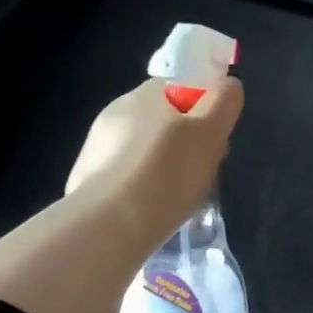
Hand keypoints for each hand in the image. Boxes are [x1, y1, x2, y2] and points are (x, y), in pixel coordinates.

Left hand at [65, 77, 243, 243]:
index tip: (216, 141)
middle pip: (165, 121)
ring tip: (178, 198)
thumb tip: (227, 86)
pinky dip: (142, 189)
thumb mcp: (210, 132)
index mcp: (147, 92)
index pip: (185, 87)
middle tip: (202, 173)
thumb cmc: (167, 172)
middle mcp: (117, 111)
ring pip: (145, 151)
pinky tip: (151, 211)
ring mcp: (97, 146)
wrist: (108, 225)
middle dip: (186, 143)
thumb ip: (224, 102)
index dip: (206, 111)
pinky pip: (127, 178)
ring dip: (163, 168)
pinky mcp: (86, 180)